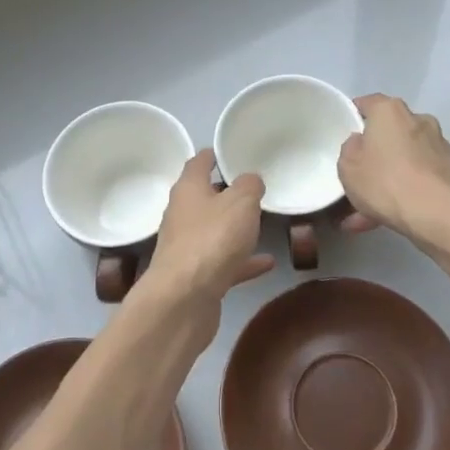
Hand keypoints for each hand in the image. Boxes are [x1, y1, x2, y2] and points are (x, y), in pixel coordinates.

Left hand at [136, 152, 274, 317]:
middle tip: (252, 188)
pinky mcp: (196, 277)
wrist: (184, 299)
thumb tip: (250, 179)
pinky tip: (267, 263)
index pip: (198, 163)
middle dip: (225, 193)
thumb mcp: (241, 202)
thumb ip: (249, 185)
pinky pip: (224, 262)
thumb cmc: (212, 239)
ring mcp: (187, 247)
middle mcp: (182, 214)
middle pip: (203, 197)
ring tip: (261, 223)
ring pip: (213, 231)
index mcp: (188, 189)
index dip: (213, 155)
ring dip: (234, 228)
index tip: (229, 150)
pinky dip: (243, 261)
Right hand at [337, 94, 449, 243]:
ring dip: (386, 180)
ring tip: (364, 214)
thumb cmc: (385, 181)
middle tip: (356, 179)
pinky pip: (418, 179)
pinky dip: (403, 193)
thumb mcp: (347, 166)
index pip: (368, 103)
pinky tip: (385, 220)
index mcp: (390, 111)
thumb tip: (361, 143)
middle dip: (373, 155)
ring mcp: (438, 146)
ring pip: (403, 160)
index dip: (353, 117)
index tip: (344, 135)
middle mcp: (418, 120)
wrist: (437, 215)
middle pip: (388, 133)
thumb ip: (350, 148)